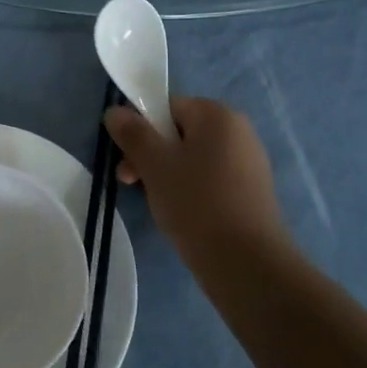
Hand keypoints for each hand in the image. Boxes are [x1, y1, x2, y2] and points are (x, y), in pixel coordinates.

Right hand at [105, 95, 291, 269]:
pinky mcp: (251, 190)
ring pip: (193, 157)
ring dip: (167, 173)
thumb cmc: (196, 203)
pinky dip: (191, 188)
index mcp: (217, 114)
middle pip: (180, 131)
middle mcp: (238, 130)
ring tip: (156, 202)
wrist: (246, 262)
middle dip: (151, 153)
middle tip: (132, 183)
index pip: (167, 106)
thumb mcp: (154, 164)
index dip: (141, 128)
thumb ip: (132, 133)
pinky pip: (210, 177)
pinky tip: (182, 213)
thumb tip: (115, 110)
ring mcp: (248, 161)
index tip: (127, 159)